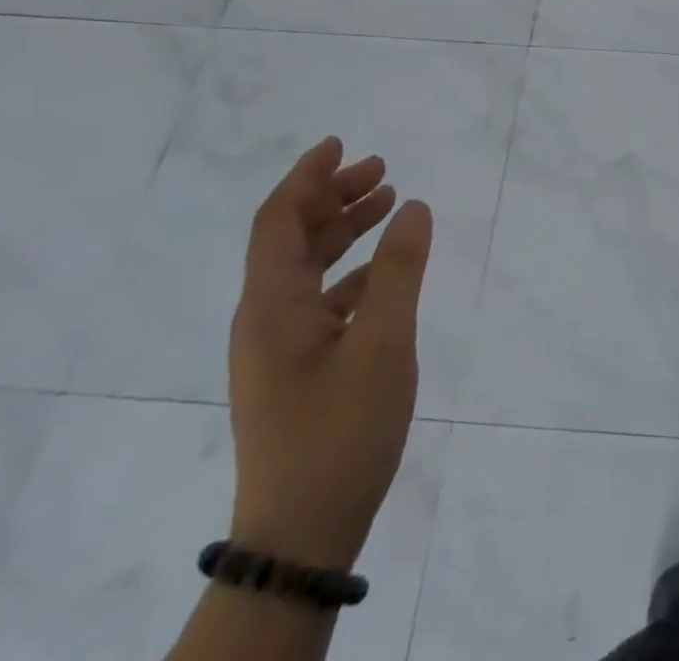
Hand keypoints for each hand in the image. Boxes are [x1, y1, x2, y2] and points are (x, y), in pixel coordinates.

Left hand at [227, 136, 433, 569]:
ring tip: (388, 204)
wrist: (301, 535)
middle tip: (381, 169)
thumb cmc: (339, 431)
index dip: (307, 176)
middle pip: (291, 237)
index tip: (341, 143)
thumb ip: (400, 270)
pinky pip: (320, 300)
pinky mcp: (295, 371)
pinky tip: (385, 273)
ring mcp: (277, 347)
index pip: (277, 220)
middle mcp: (265, 318)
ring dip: (343, 230)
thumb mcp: (383, 344)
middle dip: (333, 196)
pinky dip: (351, 272)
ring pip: (306, 268)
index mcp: (272, 305)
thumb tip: (413, 205)